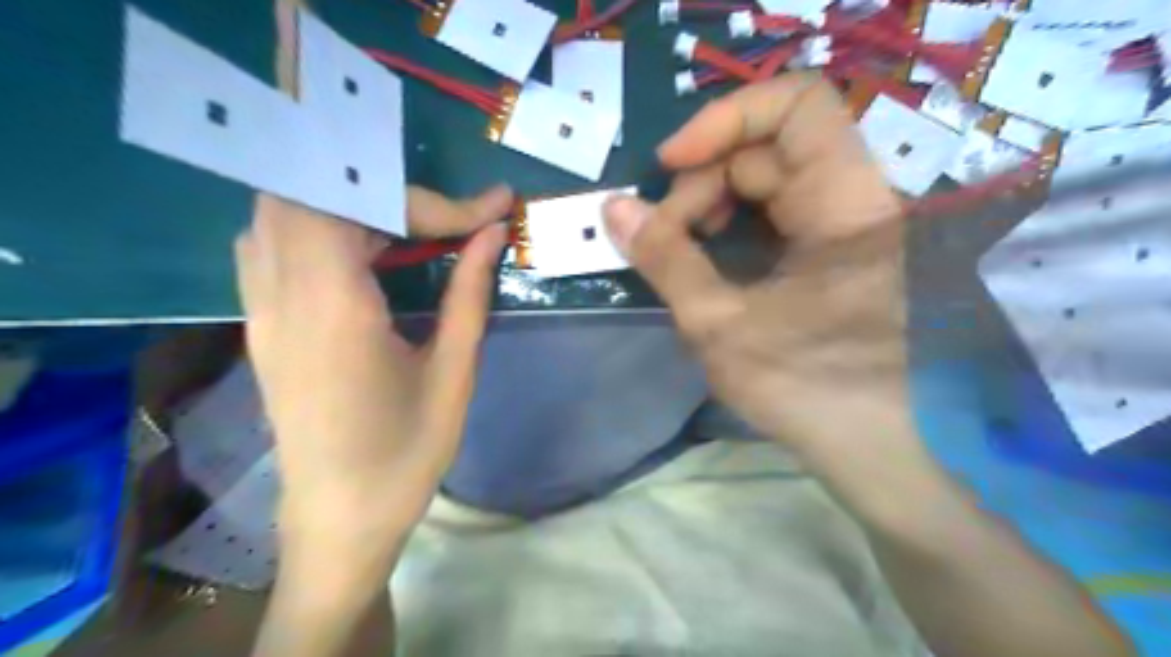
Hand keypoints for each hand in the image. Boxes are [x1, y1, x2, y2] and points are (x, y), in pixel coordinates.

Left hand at [234, 186, 512, 559]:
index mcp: (332, 309)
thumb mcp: (453, 372)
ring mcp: (259, 309)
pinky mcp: (260, 324)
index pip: (361, 206)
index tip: (489, 209)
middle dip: (385, 194)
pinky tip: (362, 257)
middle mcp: (280, 296)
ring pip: (283, 213)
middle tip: (442, 222)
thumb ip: (469, 293)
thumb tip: (493, 233)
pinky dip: (321, 229)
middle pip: (308, 192)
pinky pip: (272, 245)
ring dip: (349, 207)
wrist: (339, 519)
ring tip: (409, 234)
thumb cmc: (405, 454)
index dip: (430, 200)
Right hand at [598, 74, 908, 459]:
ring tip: (681, 246)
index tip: (670, 164)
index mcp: (847, 205)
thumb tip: (614, 209)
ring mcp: (846, 222)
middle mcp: (855, 198)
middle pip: (768, 147)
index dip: (726, 119)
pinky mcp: (833, 246)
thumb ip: (665, 259)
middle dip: (704, 180)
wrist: (871, 448)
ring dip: (713, 200)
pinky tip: (708, 252)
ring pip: (767, 177)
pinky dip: (734, 219)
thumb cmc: (804, 390)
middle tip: (664, 233)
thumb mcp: (719, 325)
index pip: (796, 104)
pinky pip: (776, 207)